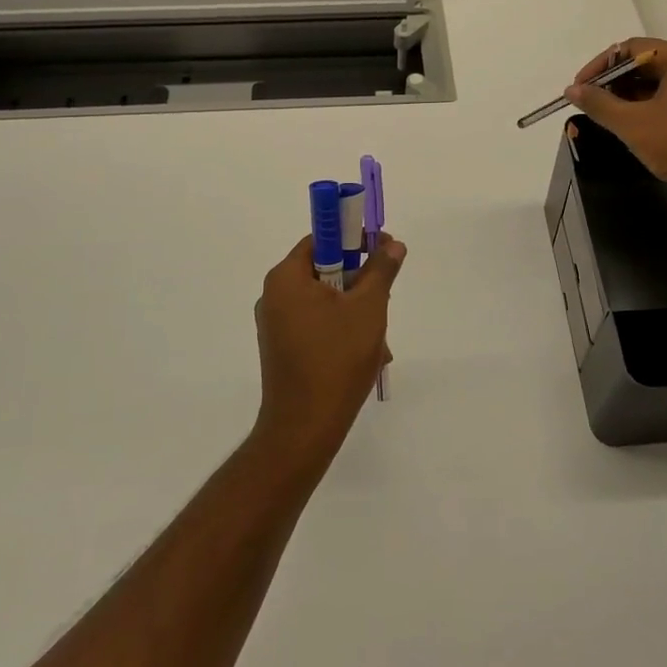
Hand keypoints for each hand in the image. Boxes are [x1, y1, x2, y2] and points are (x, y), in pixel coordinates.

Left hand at [252, 233, 406, 468]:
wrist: (304, 428)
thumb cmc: (336, 359)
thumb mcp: (368, 308)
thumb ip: (381, 270)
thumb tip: (392, 243)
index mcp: (286, 278)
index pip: (321, 239)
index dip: (353, 238)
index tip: (381, 248)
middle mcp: (274, 296)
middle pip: (324, 270)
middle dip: (359, 282)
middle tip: (384, 297)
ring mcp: (276, 325)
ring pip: (325, 302)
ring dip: (355, 311)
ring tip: (379, 338)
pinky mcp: (282, 349)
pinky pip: (316, 325)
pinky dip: (341, 330)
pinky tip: (365, 355)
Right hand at [565, 38, 666, 221]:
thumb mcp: (632, 123)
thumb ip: (599, 103)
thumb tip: (571, 90)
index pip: (634, 48)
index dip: (602, 64)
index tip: (580, 86)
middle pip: (643, 64)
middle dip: (611, 80)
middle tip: (587, 101)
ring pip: (650, 86)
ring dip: (622, 97)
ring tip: (599, 114)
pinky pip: (660, 104)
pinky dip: (638, 110)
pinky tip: (621, 125)